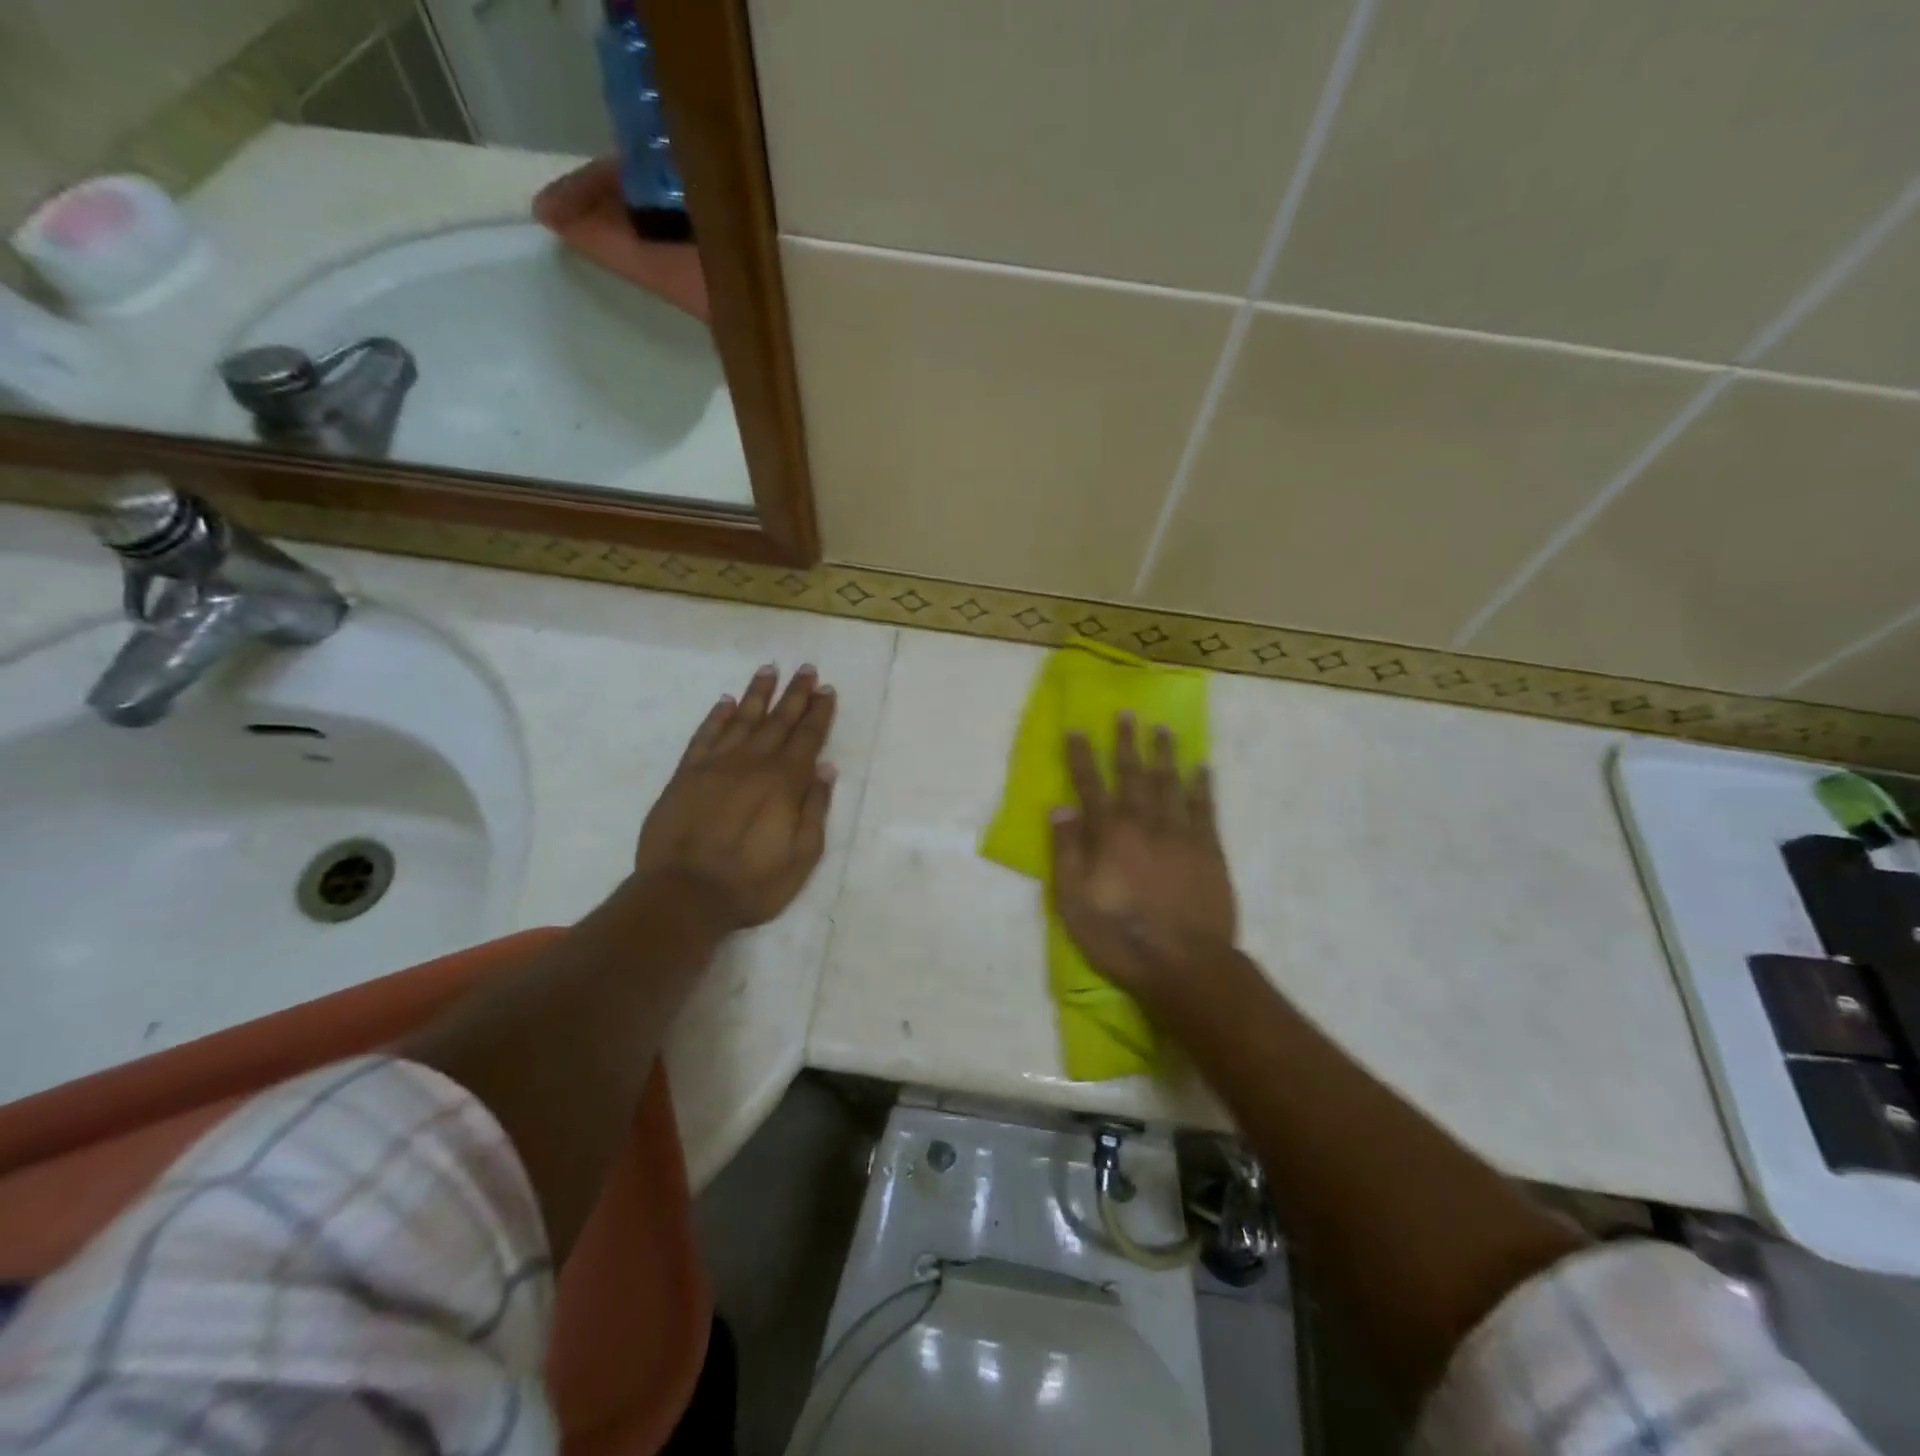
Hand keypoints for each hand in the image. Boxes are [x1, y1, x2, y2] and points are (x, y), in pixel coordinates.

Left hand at [633, 664, 836, 929]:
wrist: (683, 894)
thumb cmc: (751, 883)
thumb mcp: (801, 856)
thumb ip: (815, 809)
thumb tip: (825, 769)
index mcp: (784, 782)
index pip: (807, 738)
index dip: (819, 712)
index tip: (826, 689)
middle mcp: (752, 763)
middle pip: (778, 721)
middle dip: (795, 694)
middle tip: (806, 668)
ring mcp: (716, 765)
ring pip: (742, 719)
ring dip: (757, 694)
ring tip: (769, 670)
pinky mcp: (686, 774)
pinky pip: (705, 736)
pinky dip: (716, 717)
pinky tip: (725, 702)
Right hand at [1050, 715, 1236, 1000]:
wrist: (1184, 964)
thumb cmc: (1120, 937)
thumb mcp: (1073, 902)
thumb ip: (1067, 852)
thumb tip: (1059, 809)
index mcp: (1109, 835)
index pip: (1090, 785)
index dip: (1081, 756)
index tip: (1076, 729)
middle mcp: (1144, 823)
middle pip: (1134, 774)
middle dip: (1127, 742)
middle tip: (1127, 713)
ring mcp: (1180, 834)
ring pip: (1171, 783)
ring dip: (1165, 754)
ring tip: (1162, 728)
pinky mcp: (1209, 850)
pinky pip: (1204, 807)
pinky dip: (1202, 785)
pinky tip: (1201, 767)